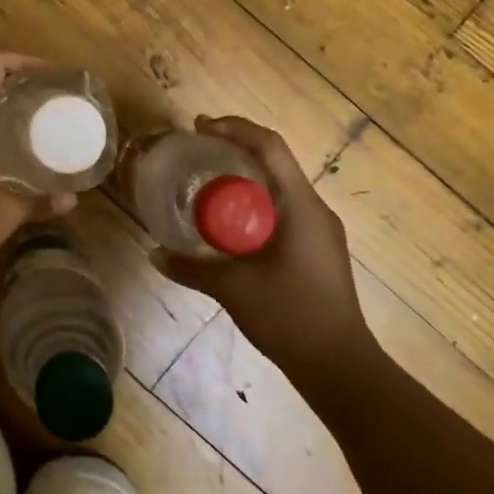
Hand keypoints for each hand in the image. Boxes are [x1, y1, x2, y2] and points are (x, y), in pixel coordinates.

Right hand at [149, 116, 372, 370]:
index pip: (270, 147)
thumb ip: (191, 268)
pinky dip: (255, 201)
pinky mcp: (317, 249)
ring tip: (208, 180)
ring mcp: (320, 230)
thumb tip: (154, 253)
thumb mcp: (233, 289)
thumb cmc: (290, 316)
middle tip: (197, 150)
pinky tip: (231, 221)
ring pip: (279, 185)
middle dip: (236, 148)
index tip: (201, 127)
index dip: (235, 128)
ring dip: (246, 175)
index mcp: (301, 206)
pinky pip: (283, 208)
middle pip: (275, 161)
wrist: (339, 366)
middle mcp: (315, 209)